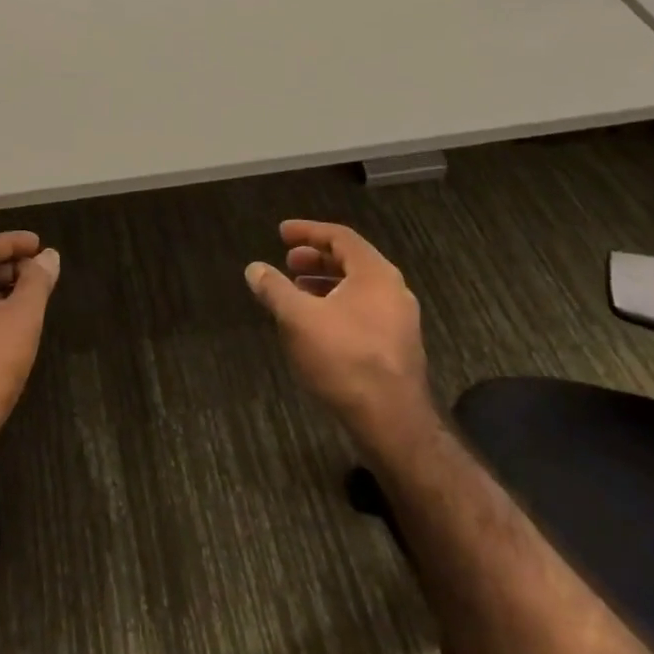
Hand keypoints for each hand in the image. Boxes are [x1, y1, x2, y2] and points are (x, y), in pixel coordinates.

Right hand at [244, 220, 434, 440]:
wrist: (393, 422)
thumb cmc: (344, 358)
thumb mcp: (298, 318)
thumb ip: (274, 289)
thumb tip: (254, 268)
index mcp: (375, 273)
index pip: (340, 236)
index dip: (307, 231)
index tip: (281, 233)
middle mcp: (394, 290)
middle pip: (351, 261)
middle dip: (316, 259)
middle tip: (288, 262)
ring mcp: (400, 320)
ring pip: (358, 289)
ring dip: (325, 284)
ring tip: (297, 293)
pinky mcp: (399, 347)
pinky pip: (365, 311)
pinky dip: (338, 306)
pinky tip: (317, 325)